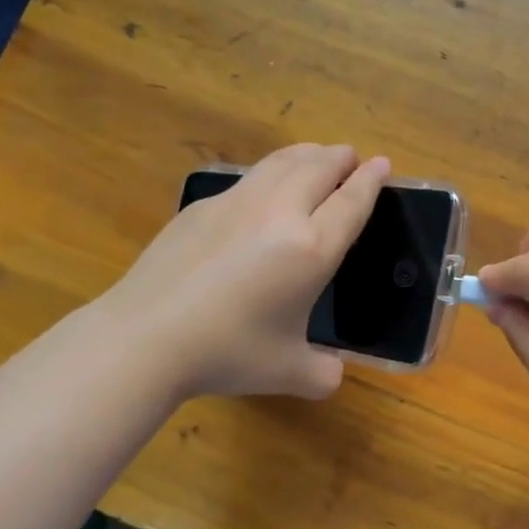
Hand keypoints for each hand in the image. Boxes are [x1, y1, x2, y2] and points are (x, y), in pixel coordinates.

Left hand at [112, 144, 389, 399]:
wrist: (147, 336)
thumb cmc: (228, 353)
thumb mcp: (288, 372)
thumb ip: (322, 373)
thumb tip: (331, 374)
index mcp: (311, 249)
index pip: (351, 202)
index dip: (371, 180)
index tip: (381, 163)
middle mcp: (279, 214)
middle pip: (319, 167)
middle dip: (340, 157)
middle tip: (350, 156)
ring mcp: (237, 203)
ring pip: (281, 162)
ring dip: (306, 154)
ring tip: (315, 156)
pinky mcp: (202, 206)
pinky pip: (248, 178)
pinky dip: (270, 173)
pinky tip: (263, 188)